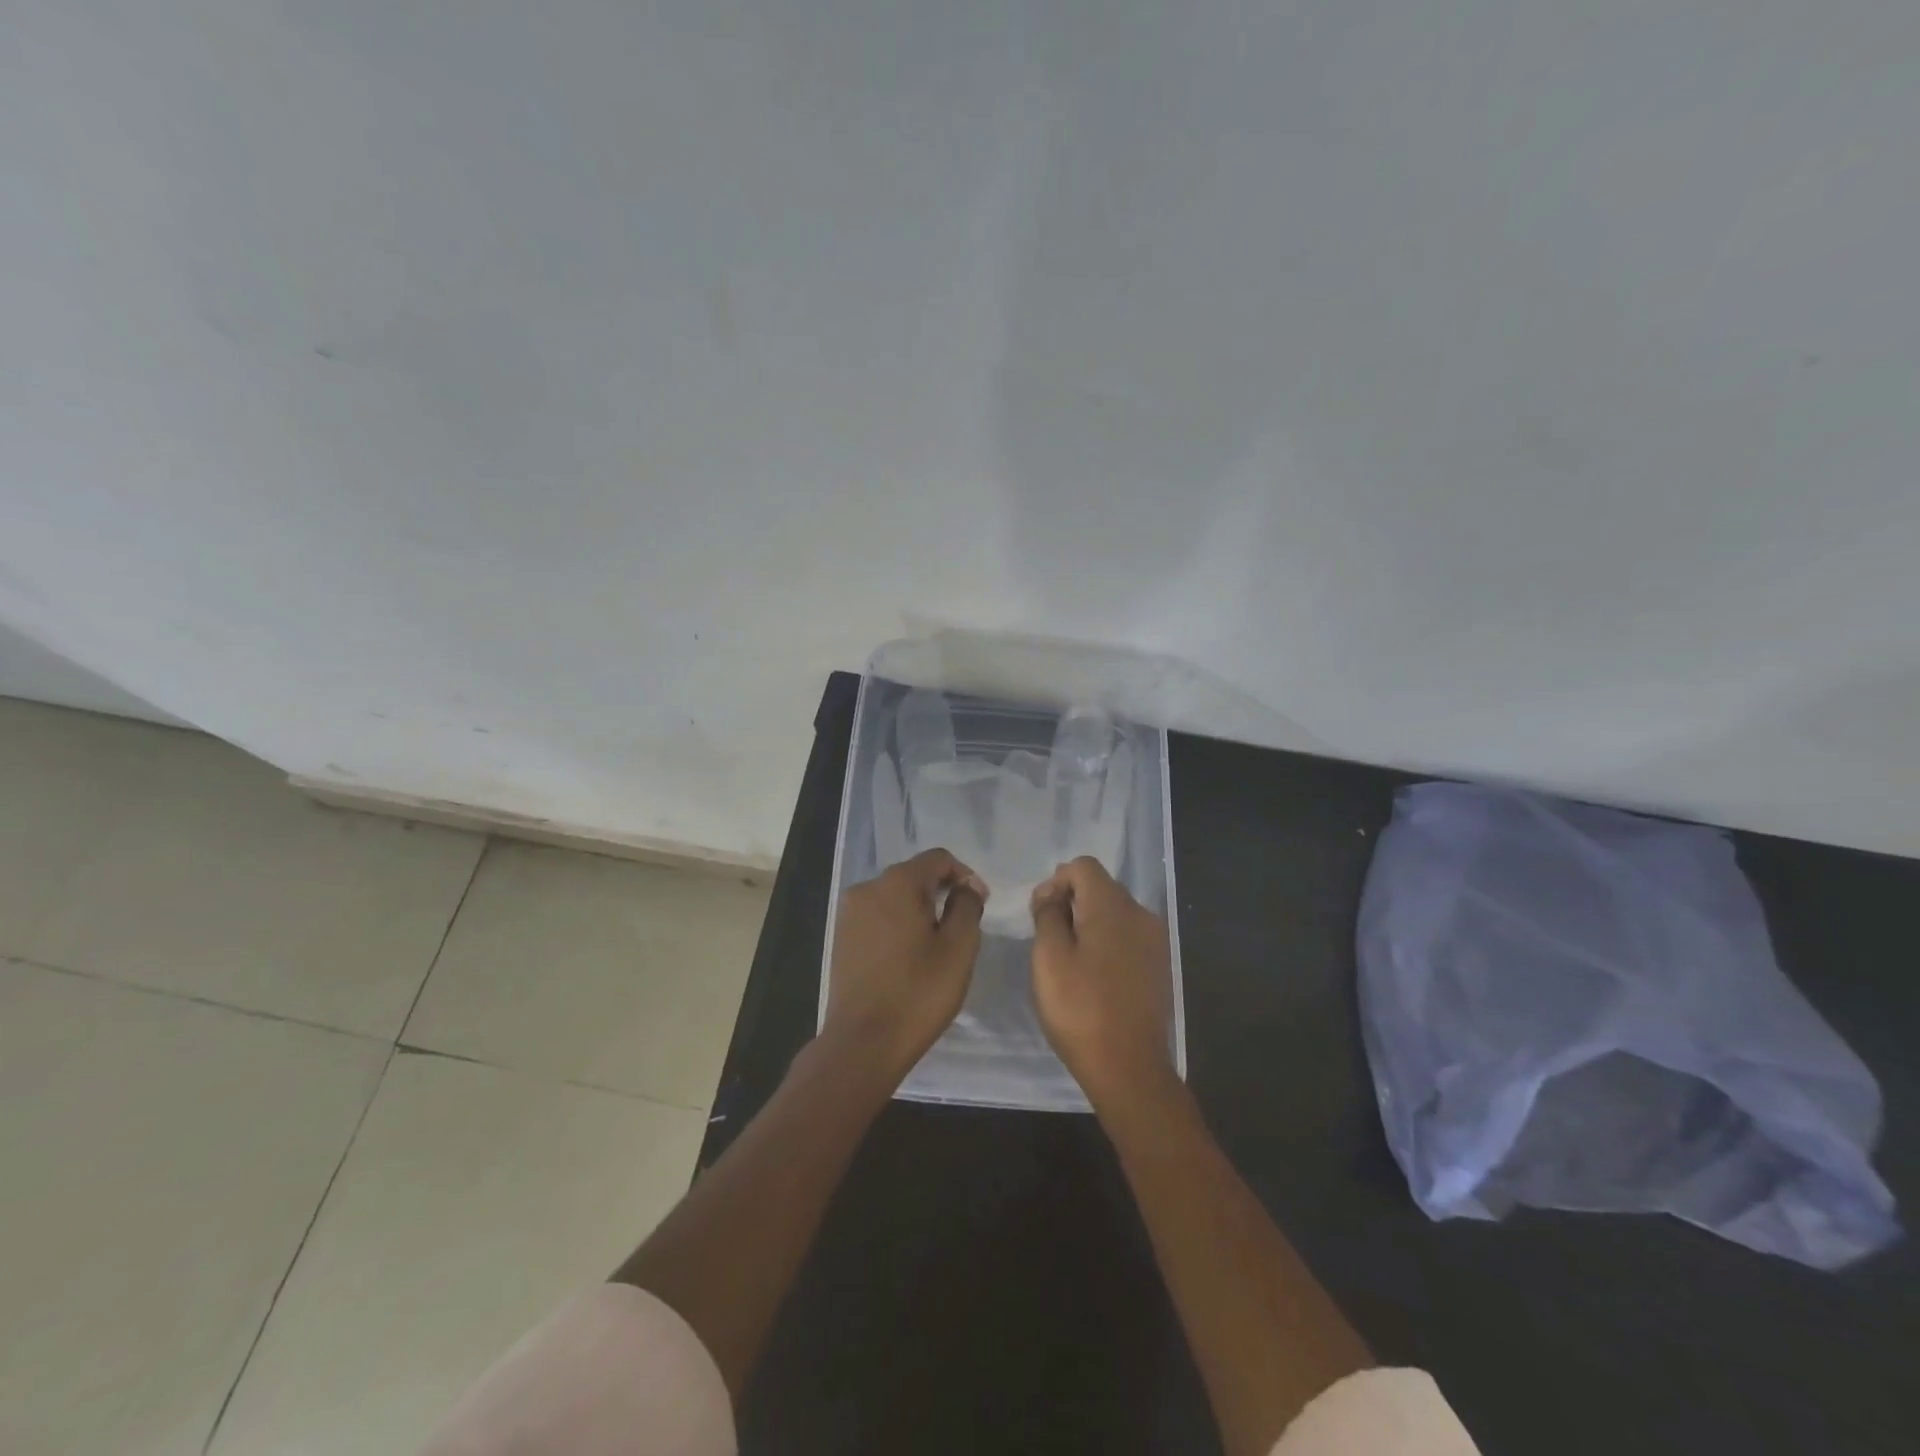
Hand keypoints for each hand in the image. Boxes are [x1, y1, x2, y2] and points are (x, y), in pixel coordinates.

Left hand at [822, 848, 987, 1083]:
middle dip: (941, 893)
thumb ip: (967, 906)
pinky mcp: (841, 937)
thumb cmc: (918, 992)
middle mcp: (868, 888)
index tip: (979, 904)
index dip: (964, 875)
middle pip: (914, 875)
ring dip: (919, 910)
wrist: (863, 1043)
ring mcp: (849, 913)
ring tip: (936, 945)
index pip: (938, 858)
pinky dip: (897, 925)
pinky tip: (908, 957)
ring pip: (894, 897)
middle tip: (961, 927)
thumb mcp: (959, 948)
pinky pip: (878, 917)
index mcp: (897, 883)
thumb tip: (966, 886)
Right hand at [1031, 856, 1175, 1112]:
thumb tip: (1052, 895)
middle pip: (1100, 886)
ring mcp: (1155, 940)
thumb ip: (1048, 915)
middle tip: (1047, 936)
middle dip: (1070, 901)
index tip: (1039, 914)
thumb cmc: (1081, 1009)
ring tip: (1068, 958)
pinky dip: (1106, 941)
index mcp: (1113, 906)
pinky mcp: (1159, 965)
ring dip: (1088, 922)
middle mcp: (1141, 913)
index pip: (1083, 866)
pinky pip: (1127, 935)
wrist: (1130, 1068)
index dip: (1055, 882)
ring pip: (1114, 912)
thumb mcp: (1049, 958)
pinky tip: (1092, 974)